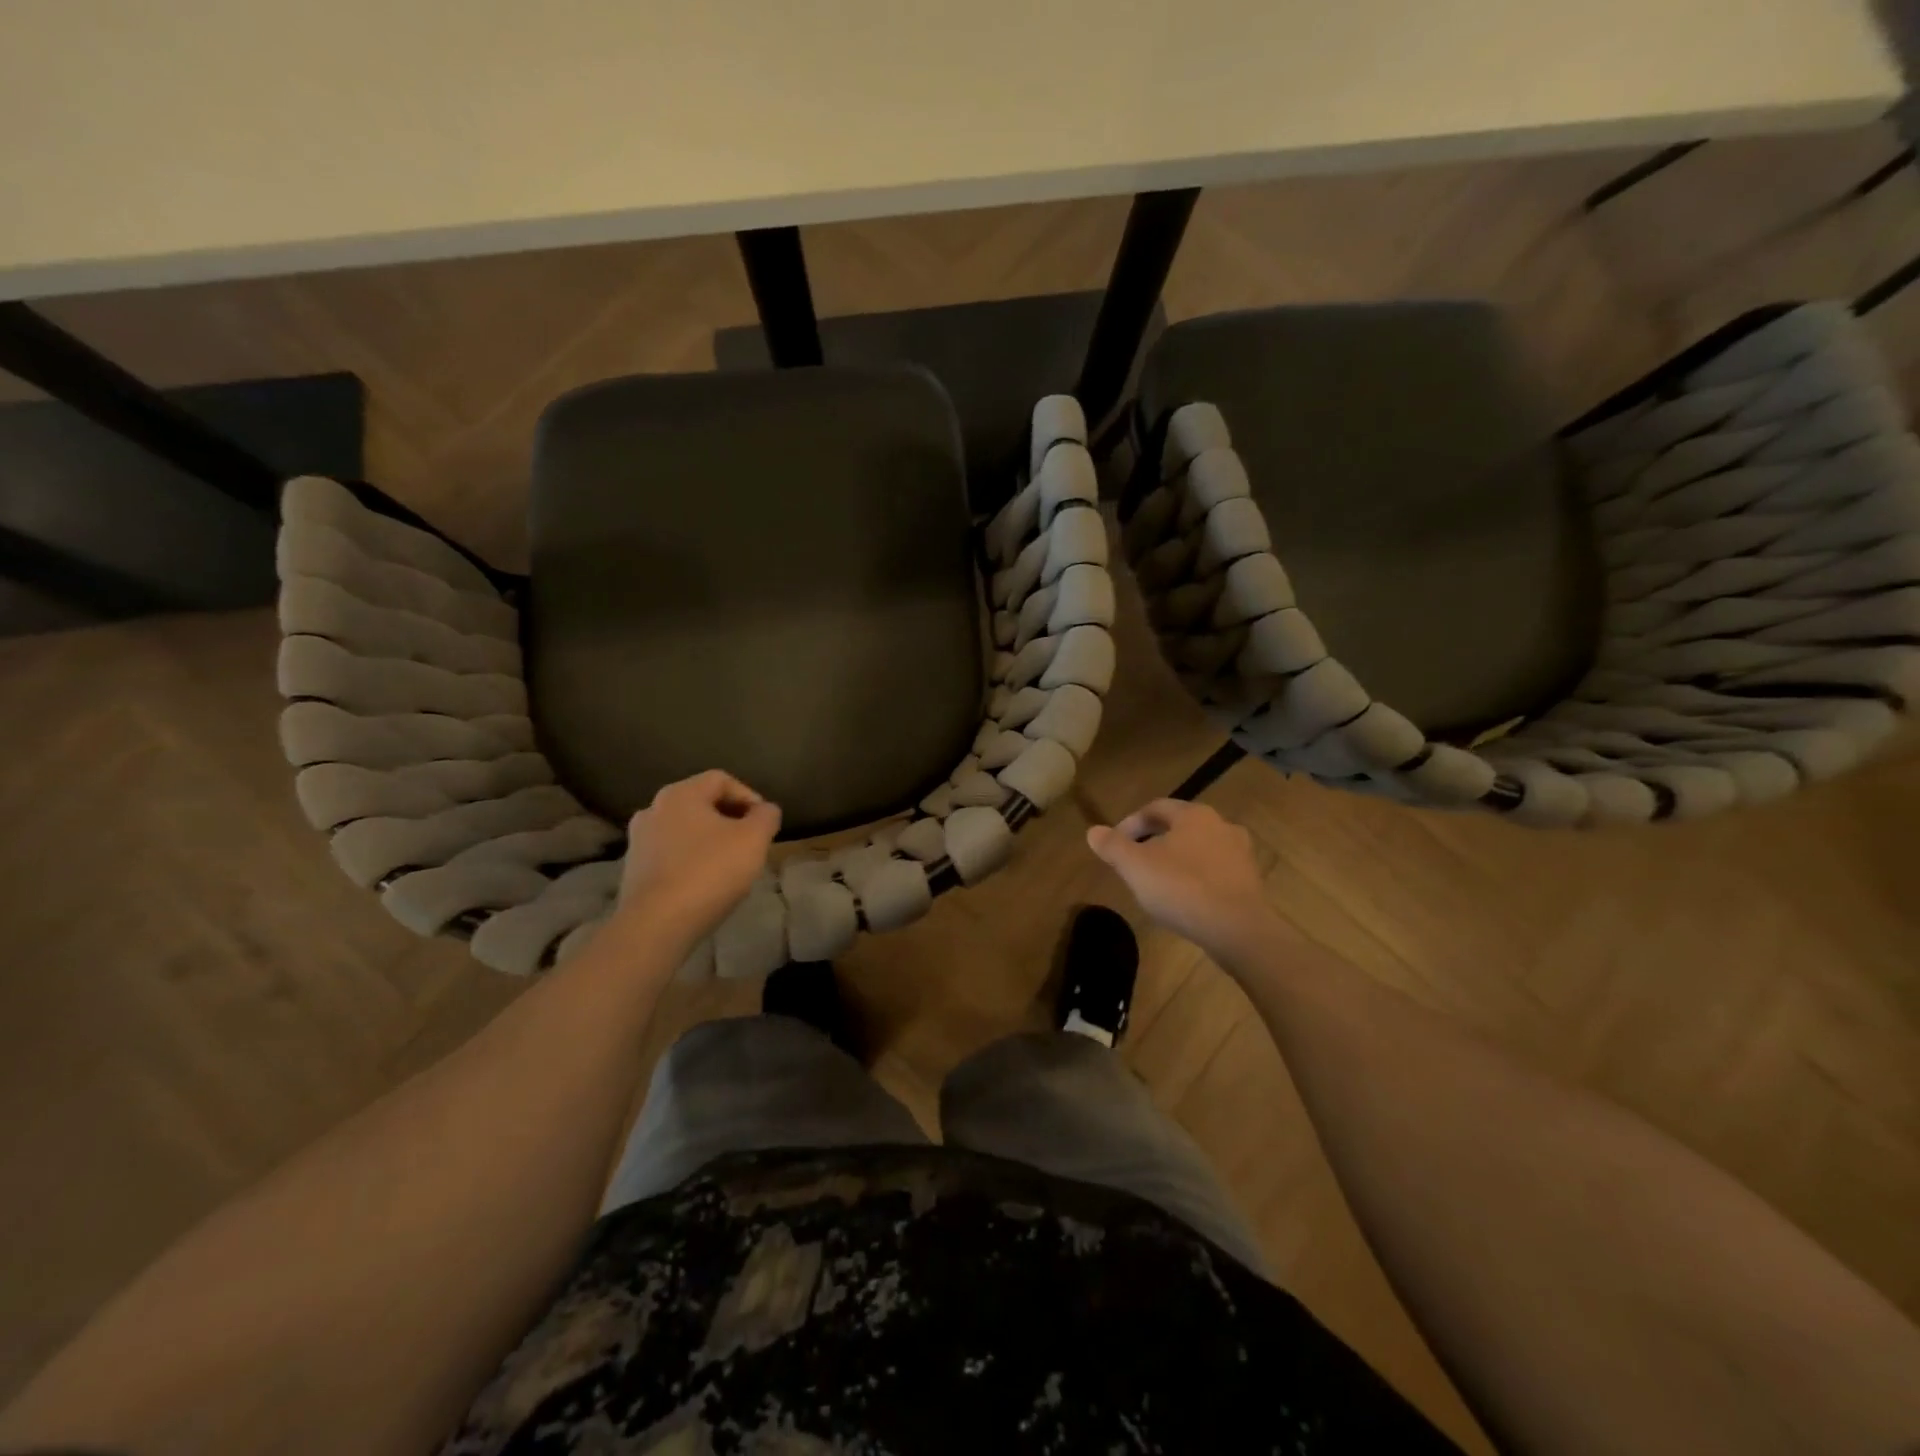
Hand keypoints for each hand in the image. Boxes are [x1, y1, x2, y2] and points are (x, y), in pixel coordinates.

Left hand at [618, 771, 780, 946]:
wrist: (656, 925)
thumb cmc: (709, 872)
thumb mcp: (754, 839)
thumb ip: (766, 816)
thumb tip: (766, 810)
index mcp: (680, 793)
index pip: (721, 779)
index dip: (749, 796)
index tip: (764, 823)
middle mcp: (653, 809)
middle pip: (701, 804)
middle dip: (730, 820)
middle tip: (751, 843)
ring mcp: (638, 840)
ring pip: (685, 830)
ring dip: (710, 841)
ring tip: (730, 865)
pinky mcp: (633, 870)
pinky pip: (671, 854)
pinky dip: (691, 861)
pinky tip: (705, 883)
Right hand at [1087, 799, 1277, 958]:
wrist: (1238, 930)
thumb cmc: (1182, 889)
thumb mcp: (1135, 867)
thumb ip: (1113, 846)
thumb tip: (1093, 831)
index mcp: (1194, 815)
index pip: (1155, 808)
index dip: (1130, 824)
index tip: (1115, 845)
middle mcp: (1222, 825)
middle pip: (1179, 827)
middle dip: (1154, 841)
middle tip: (1135, 863)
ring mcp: (1241, 853)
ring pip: (1199, 849)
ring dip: (1177, 860)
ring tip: (1159, 882)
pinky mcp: (1251, 881)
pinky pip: (1215, 871)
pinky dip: (1196, 878)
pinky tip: (1185, 899)